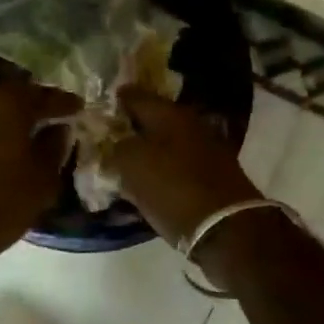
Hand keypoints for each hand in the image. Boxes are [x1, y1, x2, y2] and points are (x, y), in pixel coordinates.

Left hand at [0, 81, 80, 274]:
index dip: (65, 103)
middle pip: (15, 95)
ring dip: (10, 117)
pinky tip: (0, 145)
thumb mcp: (42, 180)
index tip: (79, 108)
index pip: (46, 96)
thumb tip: (58, 128)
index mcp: (9, 104)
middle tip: (54, 117)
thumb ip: (54, 147)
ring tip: (28, 132)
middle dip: (35, 105)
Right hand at [106, 90, 260, 246]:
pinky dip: (163, 171)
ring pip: (167, 144)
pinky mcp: (214, 177)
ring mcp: (206, 151)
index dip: (115, 100)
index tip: (97, 108)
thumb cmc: (174, 190)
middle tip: (107, 138)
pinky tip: (149, 182)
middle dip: (132, 127)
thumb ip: (118, 147)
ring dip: (148, 151)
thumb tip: (117, 144)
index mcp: (170, 114)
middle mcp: (191, 126)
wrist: (226, 227)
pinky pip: (178, 167)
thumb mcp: (134, 164)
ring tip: (124, 163)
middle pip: (153, 120)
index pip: (135, 96)